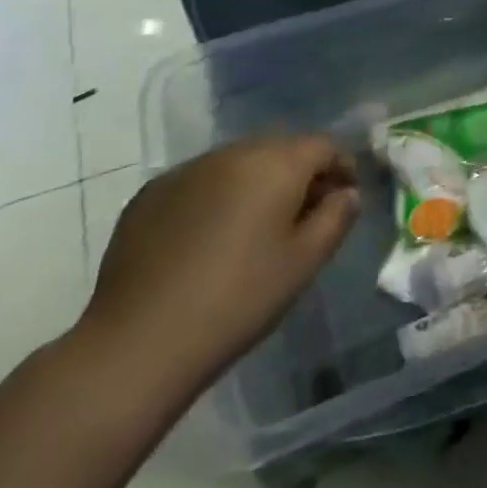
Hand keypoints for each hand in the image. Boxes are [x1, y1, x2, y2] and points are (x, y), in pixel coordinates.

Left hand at [75, 132, 359, 404]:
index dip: (342, 167)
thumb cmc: (239, 299)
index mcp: (276, 163)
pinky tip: (210, 238)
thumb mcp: (305, 262)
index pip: (323, 145)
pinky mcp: (150, 195)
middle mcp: (232, 153)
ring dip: (257, 182)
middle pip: (280, 148)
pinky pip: (200, 182)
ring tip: (256, 227)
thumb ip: (337, 217)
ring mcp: (186, 171)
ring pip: (238, 162)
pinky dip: (217, 196)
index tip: (344, 198)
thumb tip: (347, 193)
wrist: (140, 342)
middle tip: (304, 214)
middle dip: (300, 172)